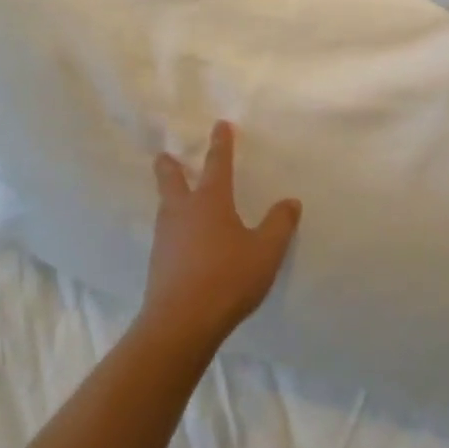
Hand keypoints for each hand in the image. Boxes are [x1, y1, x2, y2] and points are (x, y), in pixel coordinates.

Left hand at [143, 121, 300, 355]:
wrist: (181, 322)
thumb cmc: (228, 278)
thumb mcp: (265, 252)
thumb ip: (279, 225)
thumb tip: (290, 201)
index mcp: (210, 201)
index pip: (217, 164)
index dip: (221, 144)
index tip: (220, 125)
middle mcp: (183, 211)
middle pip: (171, 179)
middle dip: (170, 165)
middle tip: (164, 155)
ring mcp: (165, 237)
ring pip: (165, 206)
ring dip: (169, 195)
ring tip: (174, 196)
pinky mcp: (158, 262)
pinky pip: (165, 233)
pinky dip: (172, 226)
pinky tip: (179, 240)